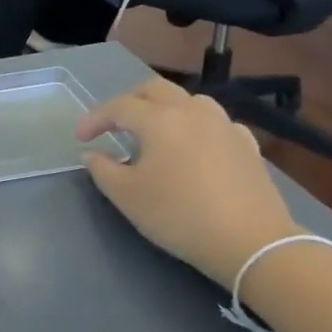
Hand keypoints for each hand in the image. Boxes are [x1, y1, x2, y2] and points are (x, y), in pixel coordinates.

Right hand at [76, 76, 298, 285]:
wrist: (250, 241)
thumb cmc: (178, 215)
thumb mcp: (126, 195)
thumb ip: (102, 168)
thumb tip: (92, 153)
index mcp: (159, 120)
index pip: (118, 106)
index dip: (94, 119)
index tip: (81, 138)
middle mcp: (192, 112)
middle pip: (155, 89)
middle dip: (129, 102)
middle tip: (114, 125)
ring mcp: (224, 125)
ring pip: (189, 100)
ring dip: (165, 108)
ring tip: (155, 132)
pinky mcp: (247, 145)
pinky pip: (216, 122)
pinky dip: (197, 126)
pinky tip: (195, 147)